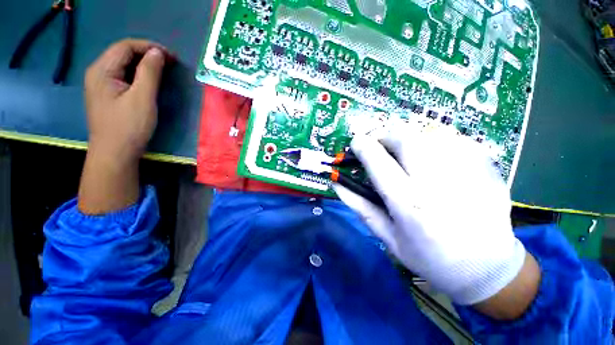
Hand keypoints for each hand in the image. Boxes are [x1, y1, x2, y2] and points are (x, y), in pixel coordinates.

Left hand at [78, 39, 168, 213]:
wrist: (115, 154)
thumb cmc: (129, 127)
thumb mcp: (142, 98)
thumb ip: (150, 73)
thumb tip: (158, 53)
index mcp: (102, 70)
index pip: (125, 46)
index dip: (149, 47)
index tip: (171, 56)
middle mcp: (97, 72)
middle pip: (123, 53)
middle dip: (147, 54)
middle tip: (170, 63)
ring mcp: (101, 84)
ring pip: (124, 64)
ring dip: (144, 64)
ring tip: (164, 70)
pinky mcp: (107, 94)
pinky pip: (123, 76)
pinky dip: (139, 74)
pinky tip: (150, 81)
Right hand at [335, 124, 537, 315]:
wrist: (487, 270)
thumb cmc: (430, 258)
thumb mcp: (387, 237)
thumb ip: (359, 207)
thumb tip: (337, 184)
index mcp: (410, 205)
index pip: (379, 163)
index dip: (363, 147)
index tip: (356, 142)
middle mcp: (438, 184)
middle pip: (406, 140)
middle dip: (386, 135)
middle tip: (379, 144)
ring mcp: (468, 173)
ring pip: (430, 135)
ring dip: (409, 138)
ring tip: (405, 153)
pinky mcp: (487, 169)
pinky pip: (454, 140)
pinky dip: (436, 142)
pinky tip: (435, 159)